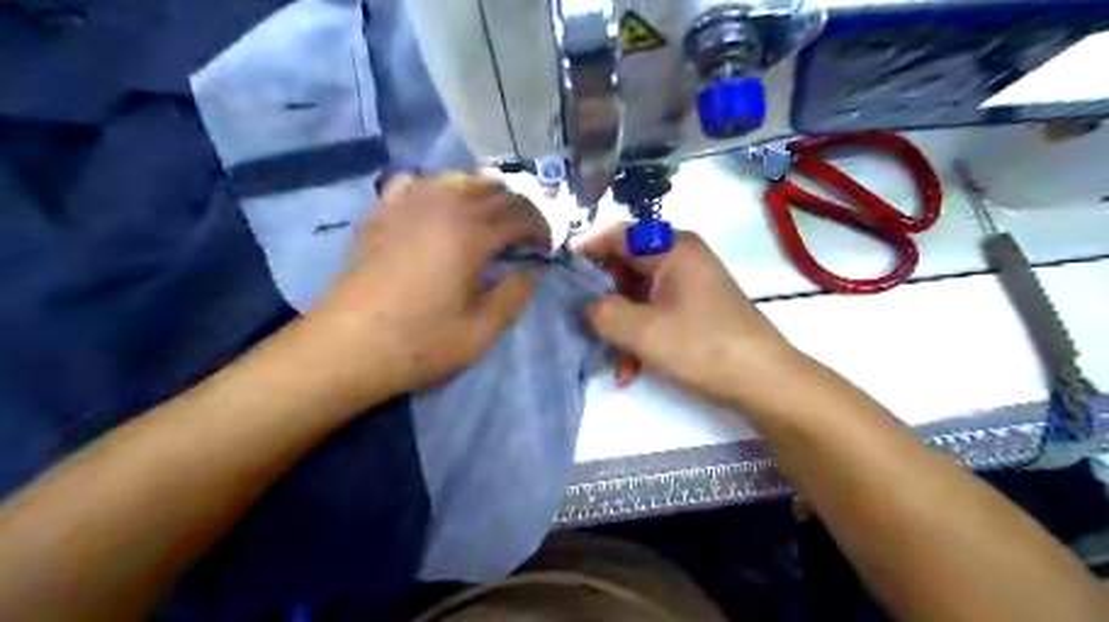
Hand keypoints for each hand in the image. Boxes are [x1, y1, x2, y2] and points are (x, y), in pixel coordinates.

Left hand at [302, 173, 548, 400]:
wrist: (346, 346)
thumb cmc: (419, 342)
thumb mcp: (481, 331)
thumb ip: (514, 296)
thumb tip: (531, 272)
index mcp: (471, 232)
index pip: (520, 214)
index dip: (540, 228)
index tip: (546, 249)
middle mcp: (442, 205)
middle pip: (492, 190)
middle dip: (518, 208)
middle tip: (526, 234)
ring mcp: (407, 204)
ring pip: (456, 179)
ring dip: (483, 193)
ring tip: (490, 218)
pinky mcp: (381, 213)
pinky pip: (415, 183)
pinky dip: (437, 189)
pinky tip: (438, 209)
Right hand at [577, 226, 801, 401]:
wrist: (762, 380)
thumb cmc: (701, 347)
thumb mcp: (640, 331)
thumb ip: (601, 312)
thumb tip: (586, 304)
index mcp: (672, 248)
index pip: (618, 235)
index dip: (586, 251)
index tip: (560, 273)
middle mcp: (682, 257)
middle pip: (627, 267)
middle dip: (605, 300)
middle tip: (585, 325)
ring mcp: (690, 283)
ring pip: (639, 296)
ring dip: (622, 326)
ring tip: (612, 360)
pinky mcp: (695, 308)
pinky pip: (656, 312)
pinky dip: (641, 336)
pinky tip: (632, 369)